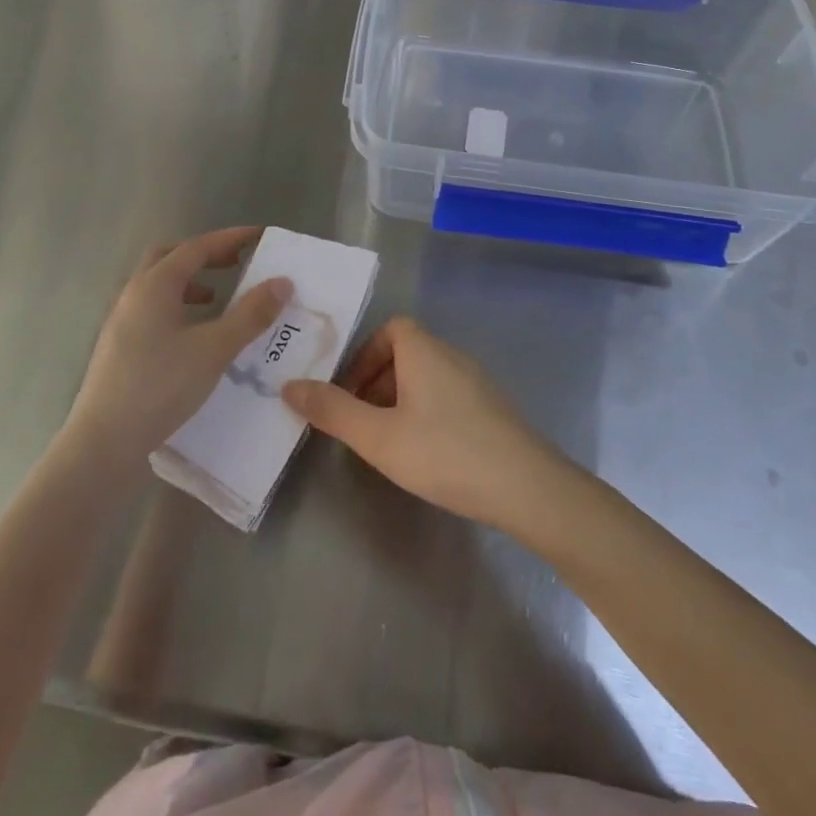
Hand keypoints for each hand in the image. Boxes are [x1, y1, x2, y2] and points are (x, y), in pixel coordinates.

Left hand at [63, 227, 291, 473]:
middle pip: (169, 258)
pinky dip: (178, 308)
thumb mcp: (215, 349)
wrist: (104, 443)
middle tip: (235, 263)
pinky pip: (153, 311)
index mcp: (154, 285)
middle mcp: (133, 295)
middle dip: (204, 255)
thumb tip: (282, 282)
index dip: (229, 239)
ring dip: (189, 283)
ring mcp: (121, 322)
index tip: (258, 236)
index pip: (196, 247)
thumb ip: (250, 314)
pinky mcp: (119, 348)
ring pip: (158, 286)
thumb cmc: (161, 386)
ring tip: (218, 299)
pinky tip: (194, 336)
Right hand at [281, 317, 562, 527]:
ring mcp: (477, 382)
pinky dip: (425, 413)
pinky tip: (424, 453)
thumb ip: (333, 411)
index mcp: (425, 351)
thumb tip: (288, 386)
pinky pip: (447, 397)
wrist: (527, 486)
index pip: (391, 329)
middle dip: (376, 382)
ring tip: (386, 441)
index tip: (349, 391)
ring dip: (400, 400)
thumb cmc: (445, 452)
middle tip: (359, 421)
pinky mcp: (491, 409)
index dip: (365, 354)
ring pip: (426, 378)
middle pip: (406, 353)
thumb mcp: (379, 436)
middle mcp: (452, 356)